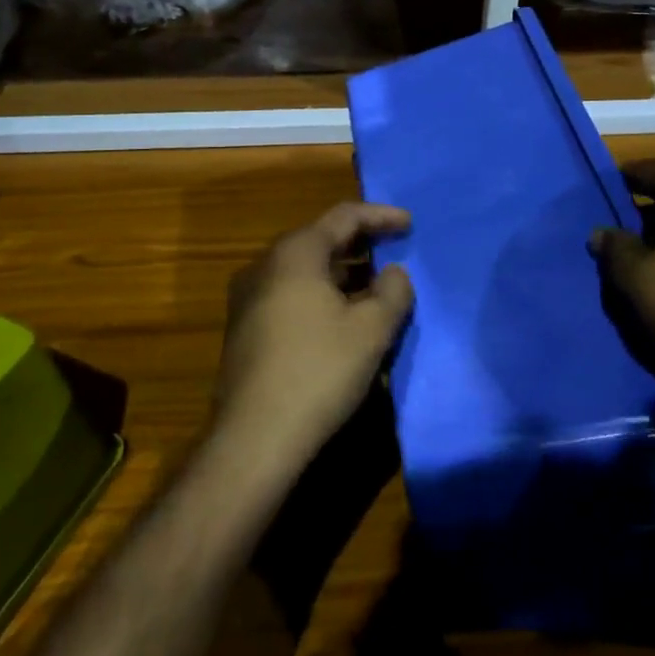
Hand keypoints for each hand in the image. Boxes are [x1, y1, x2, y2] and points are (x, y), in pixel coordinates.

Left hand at [213, 202, 413, 474]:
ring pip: (305, 270)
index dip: (380, 216)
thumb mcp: (371, 330)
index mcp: (295, 252)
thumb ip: (393, 292)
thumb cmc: (318, 371)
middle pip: (321, 239)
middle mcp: (265, 264)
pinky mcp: (244, 329)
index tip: (410, 224)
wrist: (254, 439)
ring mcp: (249, 297)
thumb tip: (394, 274)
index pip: (344, 216)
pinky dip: (321, 295)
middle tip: (394, 252)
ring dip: (342, 274)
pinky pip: (291, 294)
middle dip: (361, 244)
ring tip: (375, 288)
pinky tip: (342, 320)